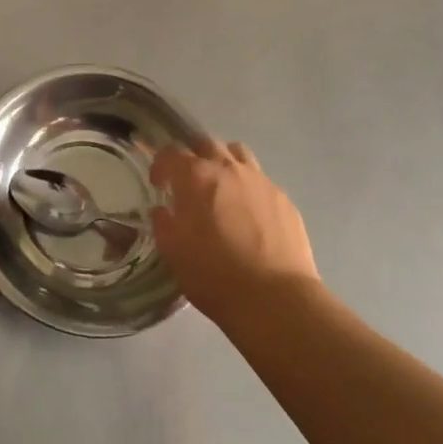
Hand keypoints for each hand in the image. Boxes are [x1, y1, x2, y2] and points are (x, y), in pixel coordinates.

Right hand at [151, 139, 317, 325]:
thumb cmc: (214, 275)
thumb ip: (163, 223)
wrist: (275, 299)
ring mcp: (260, 180)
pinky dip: (249, 188)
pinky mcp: (283, 198)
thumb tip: (164, 210)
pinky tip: (250, 214)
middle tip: (189, 182)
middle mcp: (228, 168)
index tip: (158, 183)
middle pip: (206, 144)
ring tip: (221, 188)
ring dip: (224, 163)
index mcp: (196, 176)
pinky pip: (261, 181)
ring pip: (237, 154)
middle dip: (193, 157)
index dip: (160, 165)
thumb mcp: (173, 253)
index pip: (170, 153)